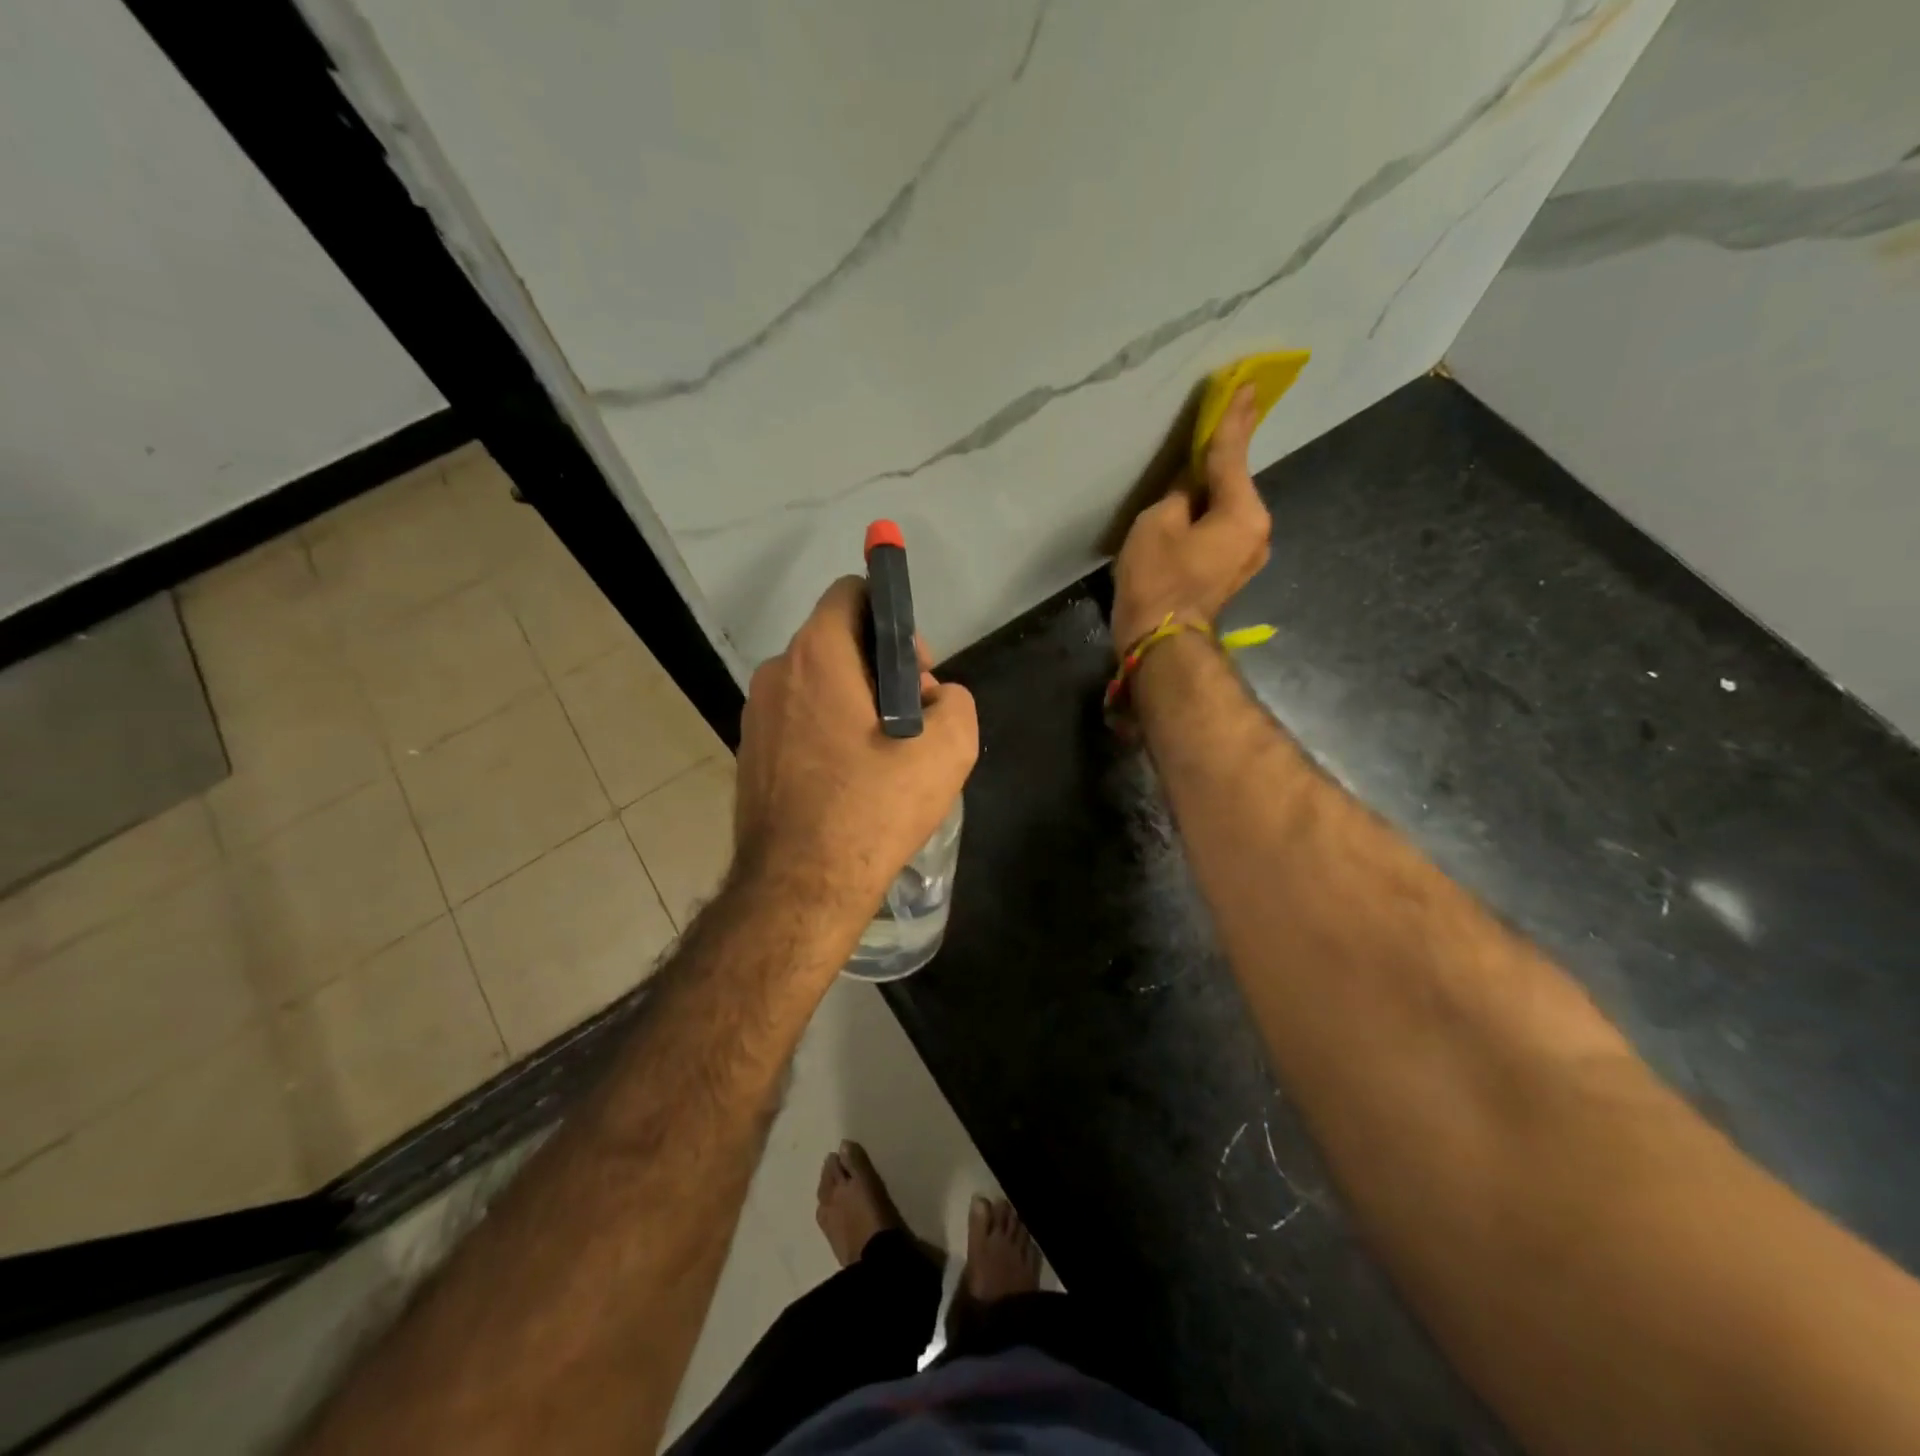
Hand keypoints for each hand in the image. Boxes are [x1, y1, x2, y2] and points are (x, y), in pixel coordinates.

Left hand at [733, 577, 977, 924]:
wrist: (800, 886)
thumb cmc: (874, 807)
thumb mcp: (949, 749)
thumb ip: (957, 702)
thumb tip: (934, 700)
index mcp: (817, 655)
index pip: (851, 594)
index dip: (893, 619)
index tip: (915, 671)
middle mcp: (775, 673)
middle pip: (838, 643)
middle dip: (882, 669)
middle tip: (912, 723)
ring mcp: (755, 716)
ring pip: (818, 686)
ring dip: (856, 705)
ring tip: (885, 759)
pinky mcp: (749, 755)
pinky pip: (798, 722)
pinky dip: (828, 734)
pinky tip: (851, 782)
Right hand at [1110, 384, 1270, 651]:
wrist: (1161, 642)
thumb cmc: (1158, 579)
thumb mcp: (1158, 523)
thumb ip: (1179, 494)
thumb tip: (1189, 490)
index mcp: (1243, 512)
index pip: (1232, 455)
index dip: (1233, 419)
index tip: (1246, 387)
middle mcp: (1256, 531)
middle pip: (1232, 485)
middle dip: (1217, 464)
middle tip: (1208, 431)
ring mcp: (1247, 556)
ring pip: (1226, 511)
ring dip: (1208, 496)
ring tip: (1186, 484)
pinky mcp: (1230, 574)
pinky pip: (1220, 532)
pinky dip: (1206, 520)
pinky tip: (1188, 517)